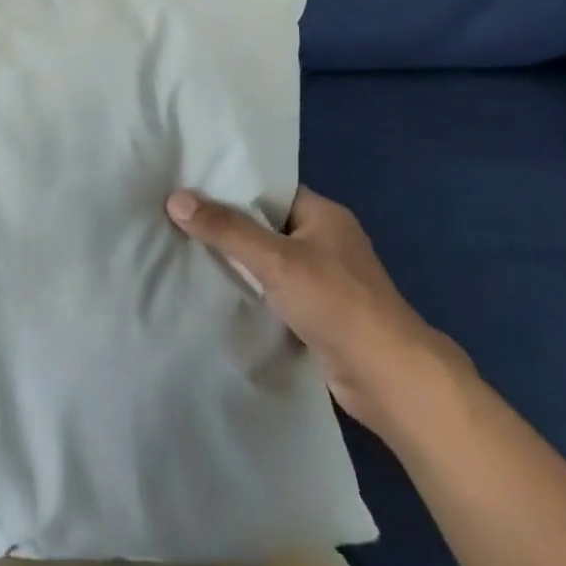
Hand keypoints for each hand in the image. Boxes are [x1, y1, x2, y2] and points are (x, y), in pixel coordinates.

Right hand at [167, 184, 464, 435]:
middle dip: (228, 225)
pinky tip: (218, 292)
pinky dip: (252, 291)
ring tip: (187, 251)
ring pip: (270, 261)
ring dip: (239, 262)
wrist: (390, 379)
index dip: (230, 186)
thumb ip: (226, 229)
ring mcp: (326, 280)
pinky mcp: (321, 315)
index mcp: (324, 214)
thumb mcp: (275, 259)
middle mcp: (326, 241)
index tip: (188, 186)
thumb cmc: (337, 303)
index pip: (268, 189)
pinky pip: (276, 291)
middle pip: (266, 224)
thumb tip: (175, 198)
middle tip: (178, 218)